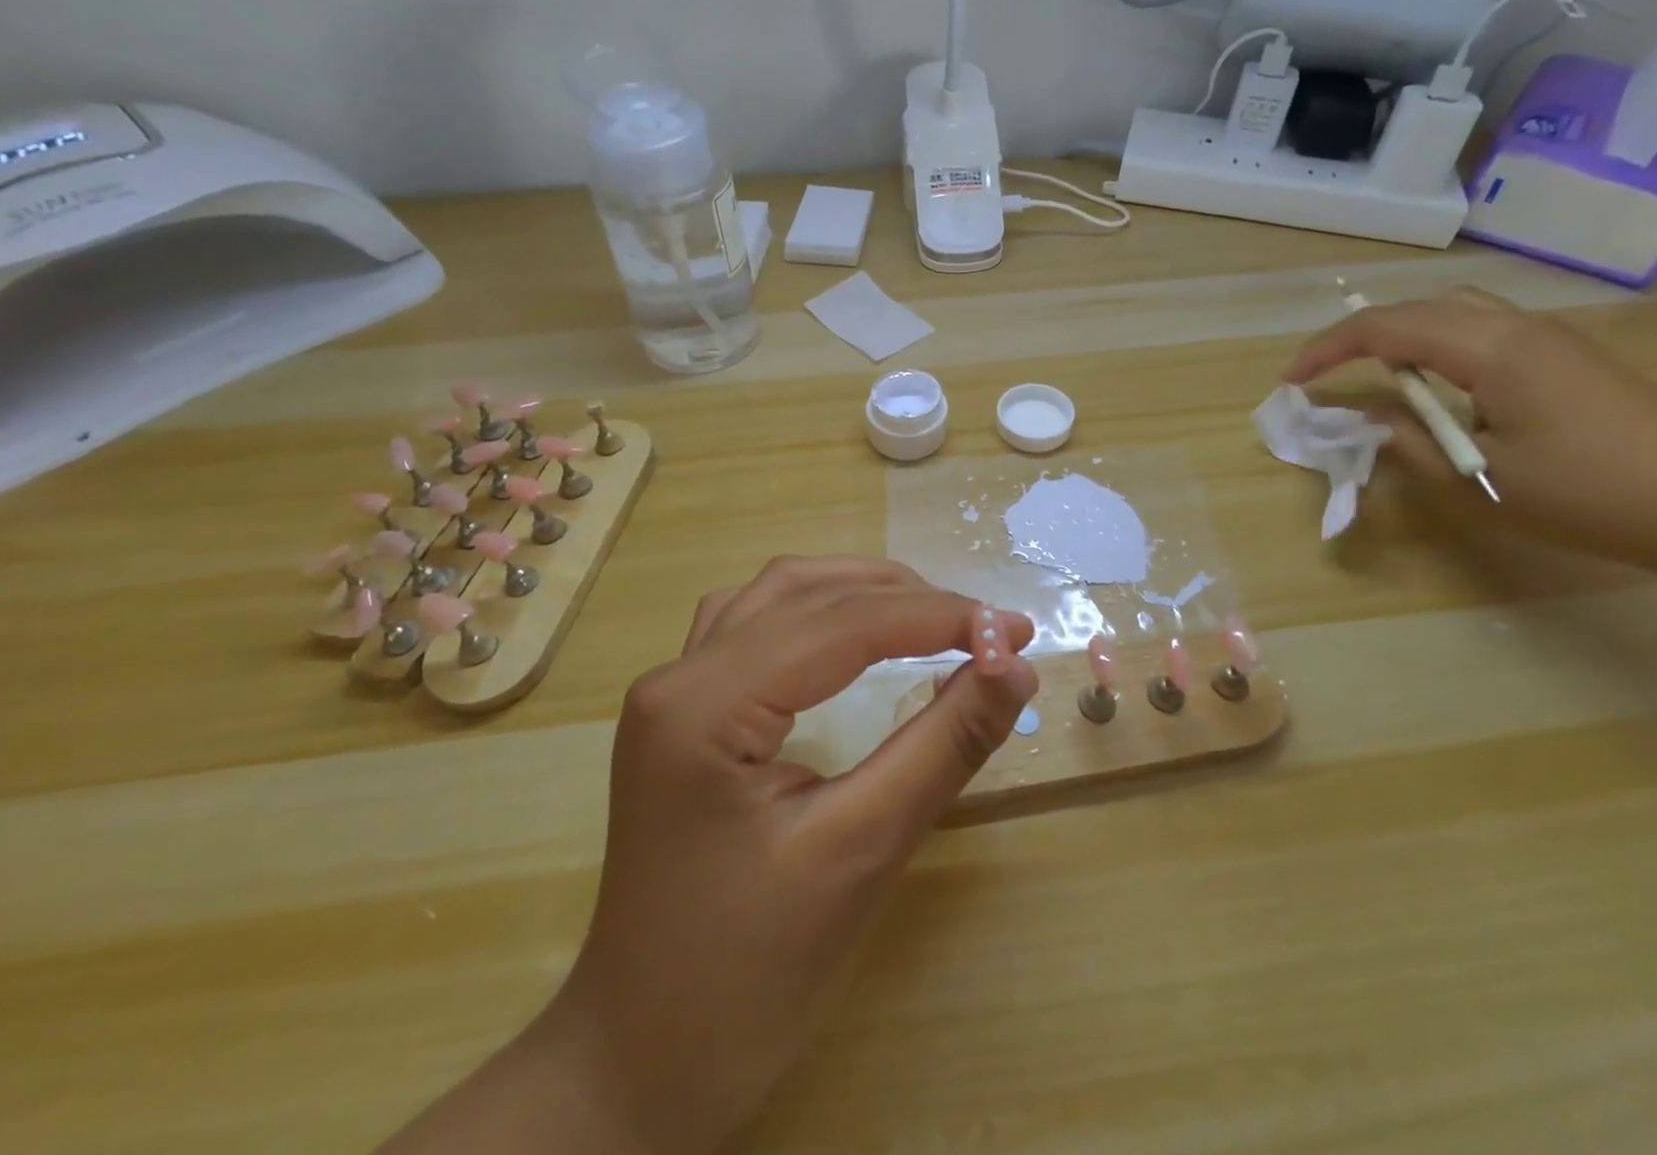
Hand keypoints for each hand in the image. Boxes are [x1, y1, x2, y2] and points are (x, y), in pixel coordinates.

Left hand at [552, 556, 1036, 1154]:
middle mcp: (677, 674)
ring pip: (779, 595)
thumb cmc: (749, 976)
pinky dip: (819, 611)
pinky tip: (850, 631)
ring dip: (860, 593)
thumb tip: (1013, 667)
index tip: (1016, 631)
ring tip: (932, 616)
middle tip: (986, 630)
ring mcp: (673, 689)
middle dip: (907, 600)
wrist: (639, 1064)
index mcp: (703, 704)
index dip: (939, 617)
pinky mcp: (683, 711)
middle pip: (808, 595)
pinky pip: (755, 623)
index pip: (843, 625)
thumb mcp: (861, 851)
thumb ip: (943, 745)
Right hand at [1285, 288, 1656, 572]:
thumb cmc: (1586, 494)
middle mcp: (1516, 326)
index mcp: (1490, 349)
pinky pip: (1481, 328)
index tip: (1291, 381)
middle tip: (1325, 375)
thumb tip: (1366, 418)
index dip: (1328, 349)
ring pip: (1452, 310)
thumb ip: (1408, 443)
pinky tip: (1436, 383)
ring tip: (1373, 375)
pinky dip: (1436, 344)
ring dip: (1400, 334)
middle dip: (1359, 335)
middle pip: (1417, 307)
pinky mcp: (1564, 356)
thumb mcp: (1478, 479)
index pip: (1386, 328)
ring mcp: (1547, 337)